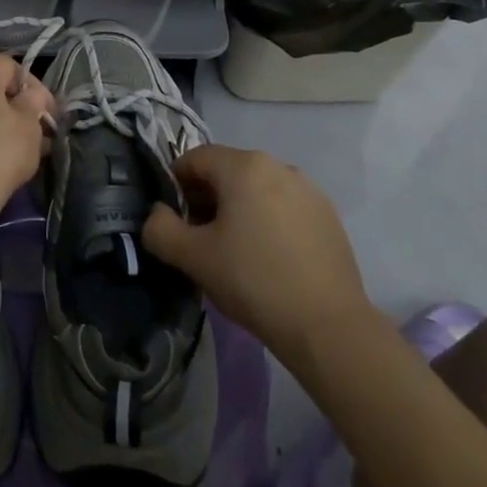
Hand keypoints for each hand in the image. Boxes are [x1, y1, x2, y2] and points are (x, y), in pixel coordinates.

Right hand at [143, 144, 373, 366]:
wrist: (329, 328)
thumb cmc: (254, 281)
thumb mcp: (194, 258)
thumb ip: (161, 229)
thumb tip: (157, 215)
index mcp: (244, 165)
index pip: (195, 159)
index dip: (175, 185)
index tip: (173, 221)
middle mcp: (278, 165)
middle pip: (227, 172)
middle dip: (206, 199)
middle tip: (200, 240)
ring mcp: (308, 189)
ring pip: (257, 189)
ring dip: (238, 210)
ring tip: (235, 253)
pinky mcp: (328, 216)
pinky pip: (284, 207)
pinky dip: (268, 222)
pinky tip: (269, 260)